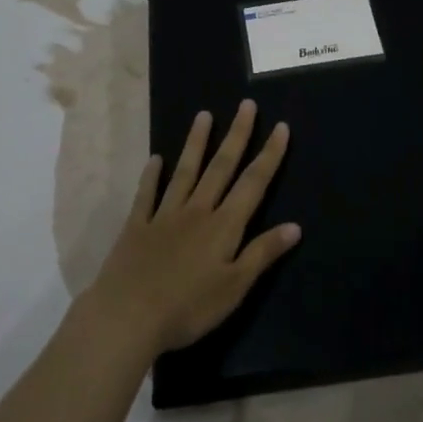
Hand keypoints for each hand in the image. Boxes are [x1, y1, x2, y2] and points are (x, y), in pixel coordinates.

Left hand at [86, 100, 300, 356]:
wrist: (127, 317)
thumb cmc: (188, 308)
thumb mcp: (234, 288)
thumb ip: (262, 254)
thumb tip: (295, 226)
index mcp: (224, 226)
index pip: (253, 183)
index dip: (270, 155)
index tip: (281, 126)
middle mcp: (197, 211)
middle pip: (221, 167)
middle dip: (236, 135)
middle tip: (245, 105)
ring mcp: (164, 215)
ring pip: (185, 172)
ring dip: (196, 143)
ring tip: (204, 115)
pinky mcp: (136, 227)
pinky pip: (146, 195)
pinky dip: (151, 176)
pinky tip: (155, 159)